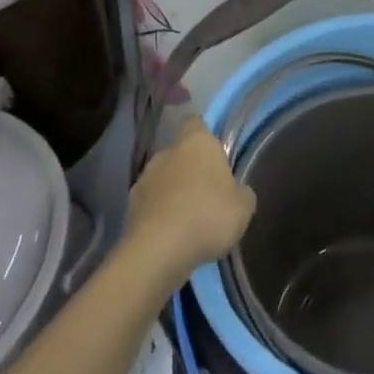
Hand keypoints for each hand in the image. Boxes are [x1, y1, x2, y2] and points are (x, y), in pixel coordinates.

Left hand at [125, 114, 256, 283]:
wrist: (159, 251)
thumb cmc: (208, 215)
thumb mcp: (244, 206)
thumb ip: (241, 191)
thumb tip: (236, 190)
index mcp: (197, 142)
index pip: (196, 123)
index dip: (205, 135)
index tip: (215, 152)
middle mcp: (167, 152)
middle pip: (180, 153)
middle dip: (190, 169)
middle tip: (208, 193)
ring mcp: (144, 179)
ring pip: (163, 179)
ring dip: (173, 193)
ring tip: (189, 220)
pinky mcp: (129, 207)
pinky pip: (151, 205)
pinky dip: (160, 215)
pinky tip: (173, 236)